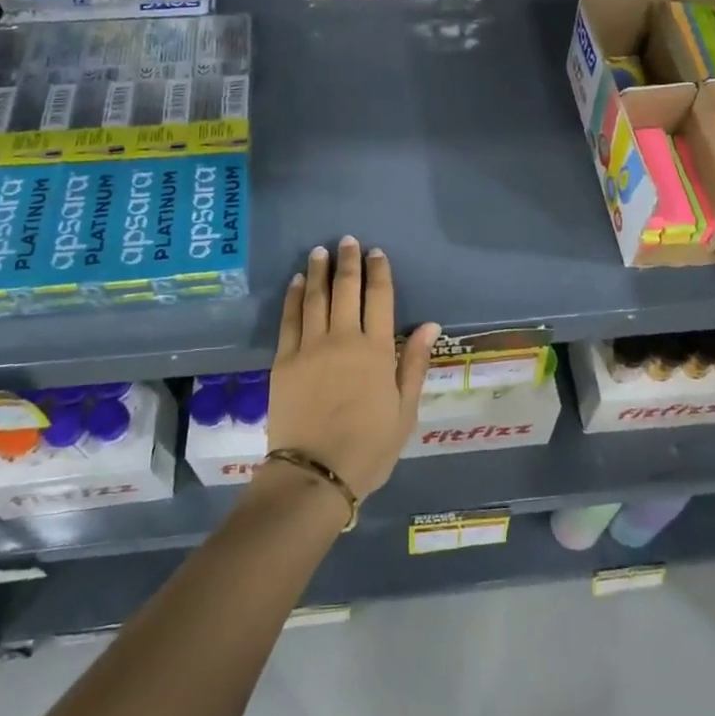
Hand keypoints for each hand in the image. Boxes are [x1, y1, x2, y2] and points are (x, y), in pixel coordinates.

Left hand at [267, 236, 441, 499]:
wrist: (315, 474)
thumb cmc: (368, 448)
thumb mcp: (404, 411)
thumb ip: (413, 364)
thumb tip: (430, 325)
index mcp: (376, 350)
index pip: (380, 298)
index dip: (379, 272)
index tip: (377, 253)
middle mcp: (344, 339)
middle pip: (347, 289)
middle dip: (348, 261)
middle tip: (348, 240)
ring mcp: (310, 347)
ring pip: (316, 297)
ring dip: (319, 270)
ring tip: (320, 251)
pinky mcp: (284, 359)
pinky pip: (289, 319)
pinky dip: (294, 296)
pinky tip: (297, 282)